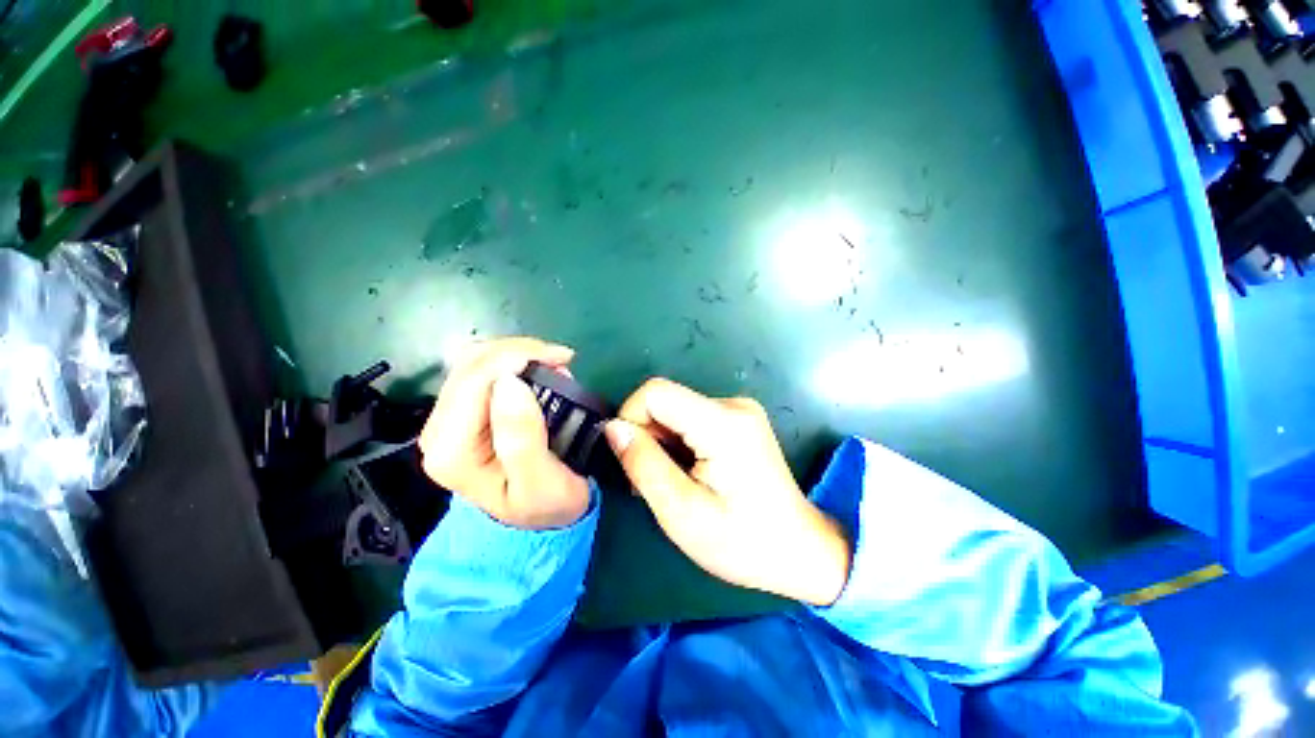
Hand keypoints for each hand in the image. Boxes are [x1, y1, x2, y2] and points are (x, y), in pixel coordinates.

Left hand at [419, 337, 590, 529]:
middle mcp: (440, 430)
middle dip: (519, 351)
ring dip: (517, 353)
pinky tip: (538, 369)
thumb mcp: (540, 482)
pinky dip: (513, 361)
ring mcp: (449, 419)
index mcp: (452, 450)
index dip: (516, 357)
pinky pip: (483, 369)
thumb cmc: (544, 506)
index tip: (560, 358)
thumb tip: (510, 383)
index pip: (474, 380)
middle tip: (562, 359)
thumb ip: (522, 437)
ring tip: (554, 364)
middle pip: (471, 364)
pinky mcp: (465, 412)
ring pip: (475, 360)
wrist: (537, 520)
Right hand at [604, 379, 850, 606]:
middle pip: (666, 400)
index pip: (656, 392)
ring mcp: (739, 410)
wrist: (800, 551)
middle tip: (651, 480)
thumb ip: (644, 464)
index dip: (630, 417)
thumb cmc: (742, 541)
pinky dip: (679, 442)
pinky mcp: (739, 419)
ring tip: (674, 481)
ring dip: (662, 442)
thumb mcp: (682, 512)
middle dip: (647, 435)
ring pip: (676, 410)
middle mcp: (733, 405)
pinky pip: (691, 418)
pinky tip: (690, 471)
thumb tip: (613, 428)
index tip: (629, 457)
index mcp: (723, 423)